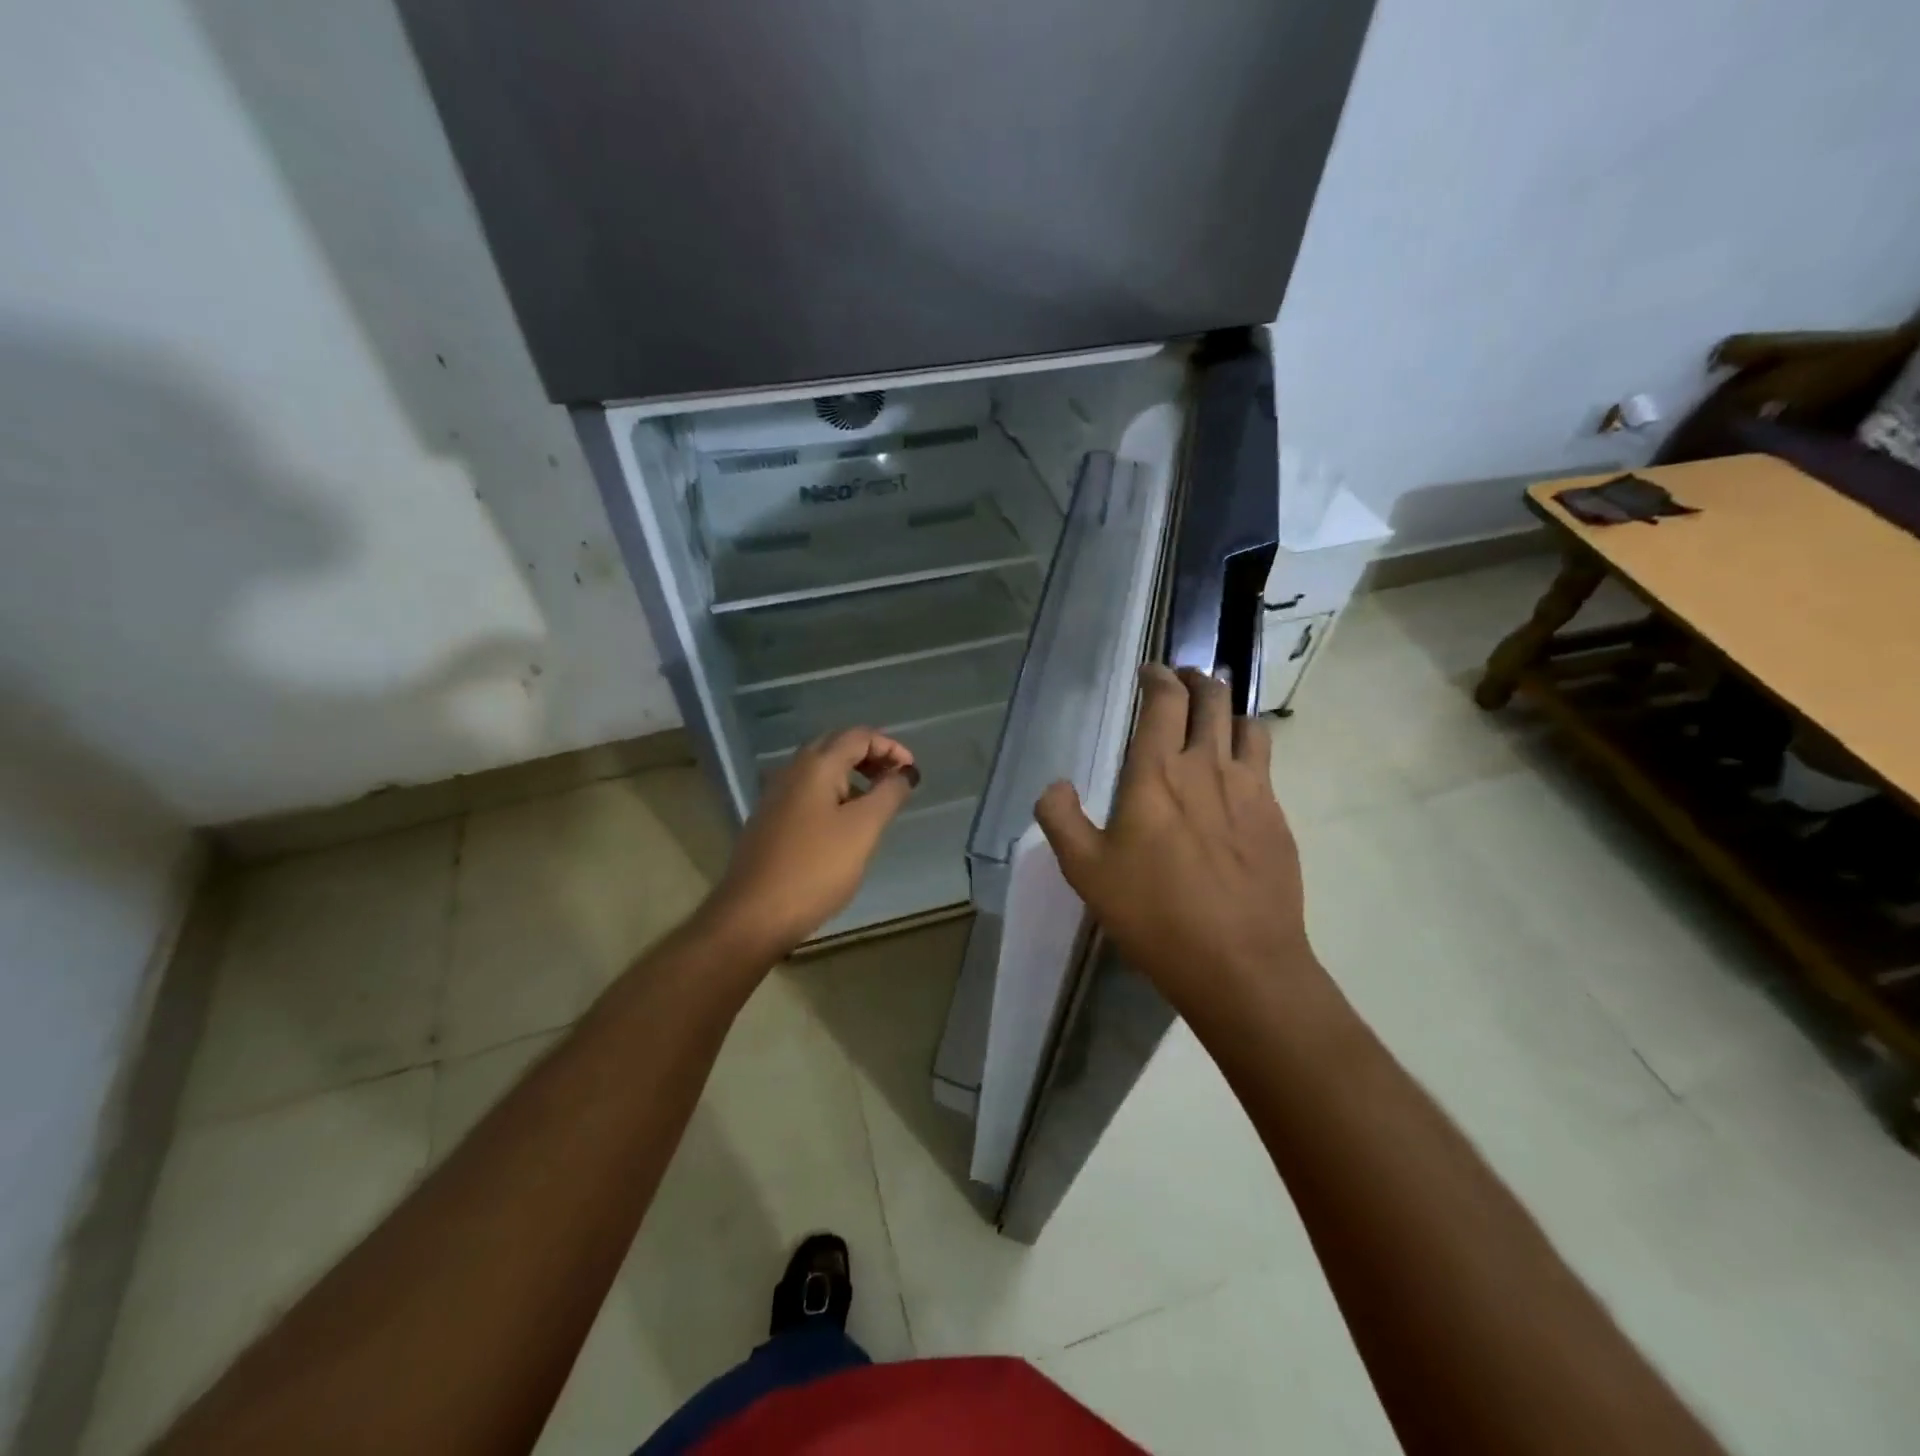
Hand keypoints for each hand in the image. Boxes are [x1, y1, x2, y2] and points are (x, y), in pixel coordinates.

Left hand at [702, 727, 918, 957]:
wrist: (753, 915)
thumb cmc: (815, 868)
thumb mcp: (863, 829)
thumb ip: (888, 794)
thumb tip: (904, 772)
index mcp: (816, 766)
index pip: (858, 736)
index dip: (890, 747)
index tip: (912, 772)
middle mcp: (792, 771)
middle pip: (836, 746)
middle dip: (871, 756)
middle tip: (896, 779)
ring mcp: (776, 796)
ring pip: (821, 770)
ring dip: (853, 776)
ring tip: (877, 802)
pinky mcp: (770, 821)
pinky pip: (808, 793)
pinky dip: (834, 795)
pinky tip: (845, 824)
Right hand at [1035, 665, 1314, 1017]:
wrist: (1240, 964)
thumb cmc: (1155, 914)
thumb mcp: (1087, 872)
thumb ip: (1061, 820)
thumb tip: (1055, 786)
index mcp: (1158, 773)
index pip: (1164, 701)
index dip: (1158, 677)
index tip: (1150, 671)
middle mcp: (1209, 767)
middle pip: (1213, 699)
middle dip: (1198, 679)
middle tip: (1185, 679)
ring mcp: (1252, 790)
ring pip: (1248, 726)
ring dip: (1229, 711)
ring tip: (1217, 718)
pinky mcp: (1278, 818)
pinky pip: (1265, 765)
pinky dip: (1249, 751)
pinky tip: (1238, 776)